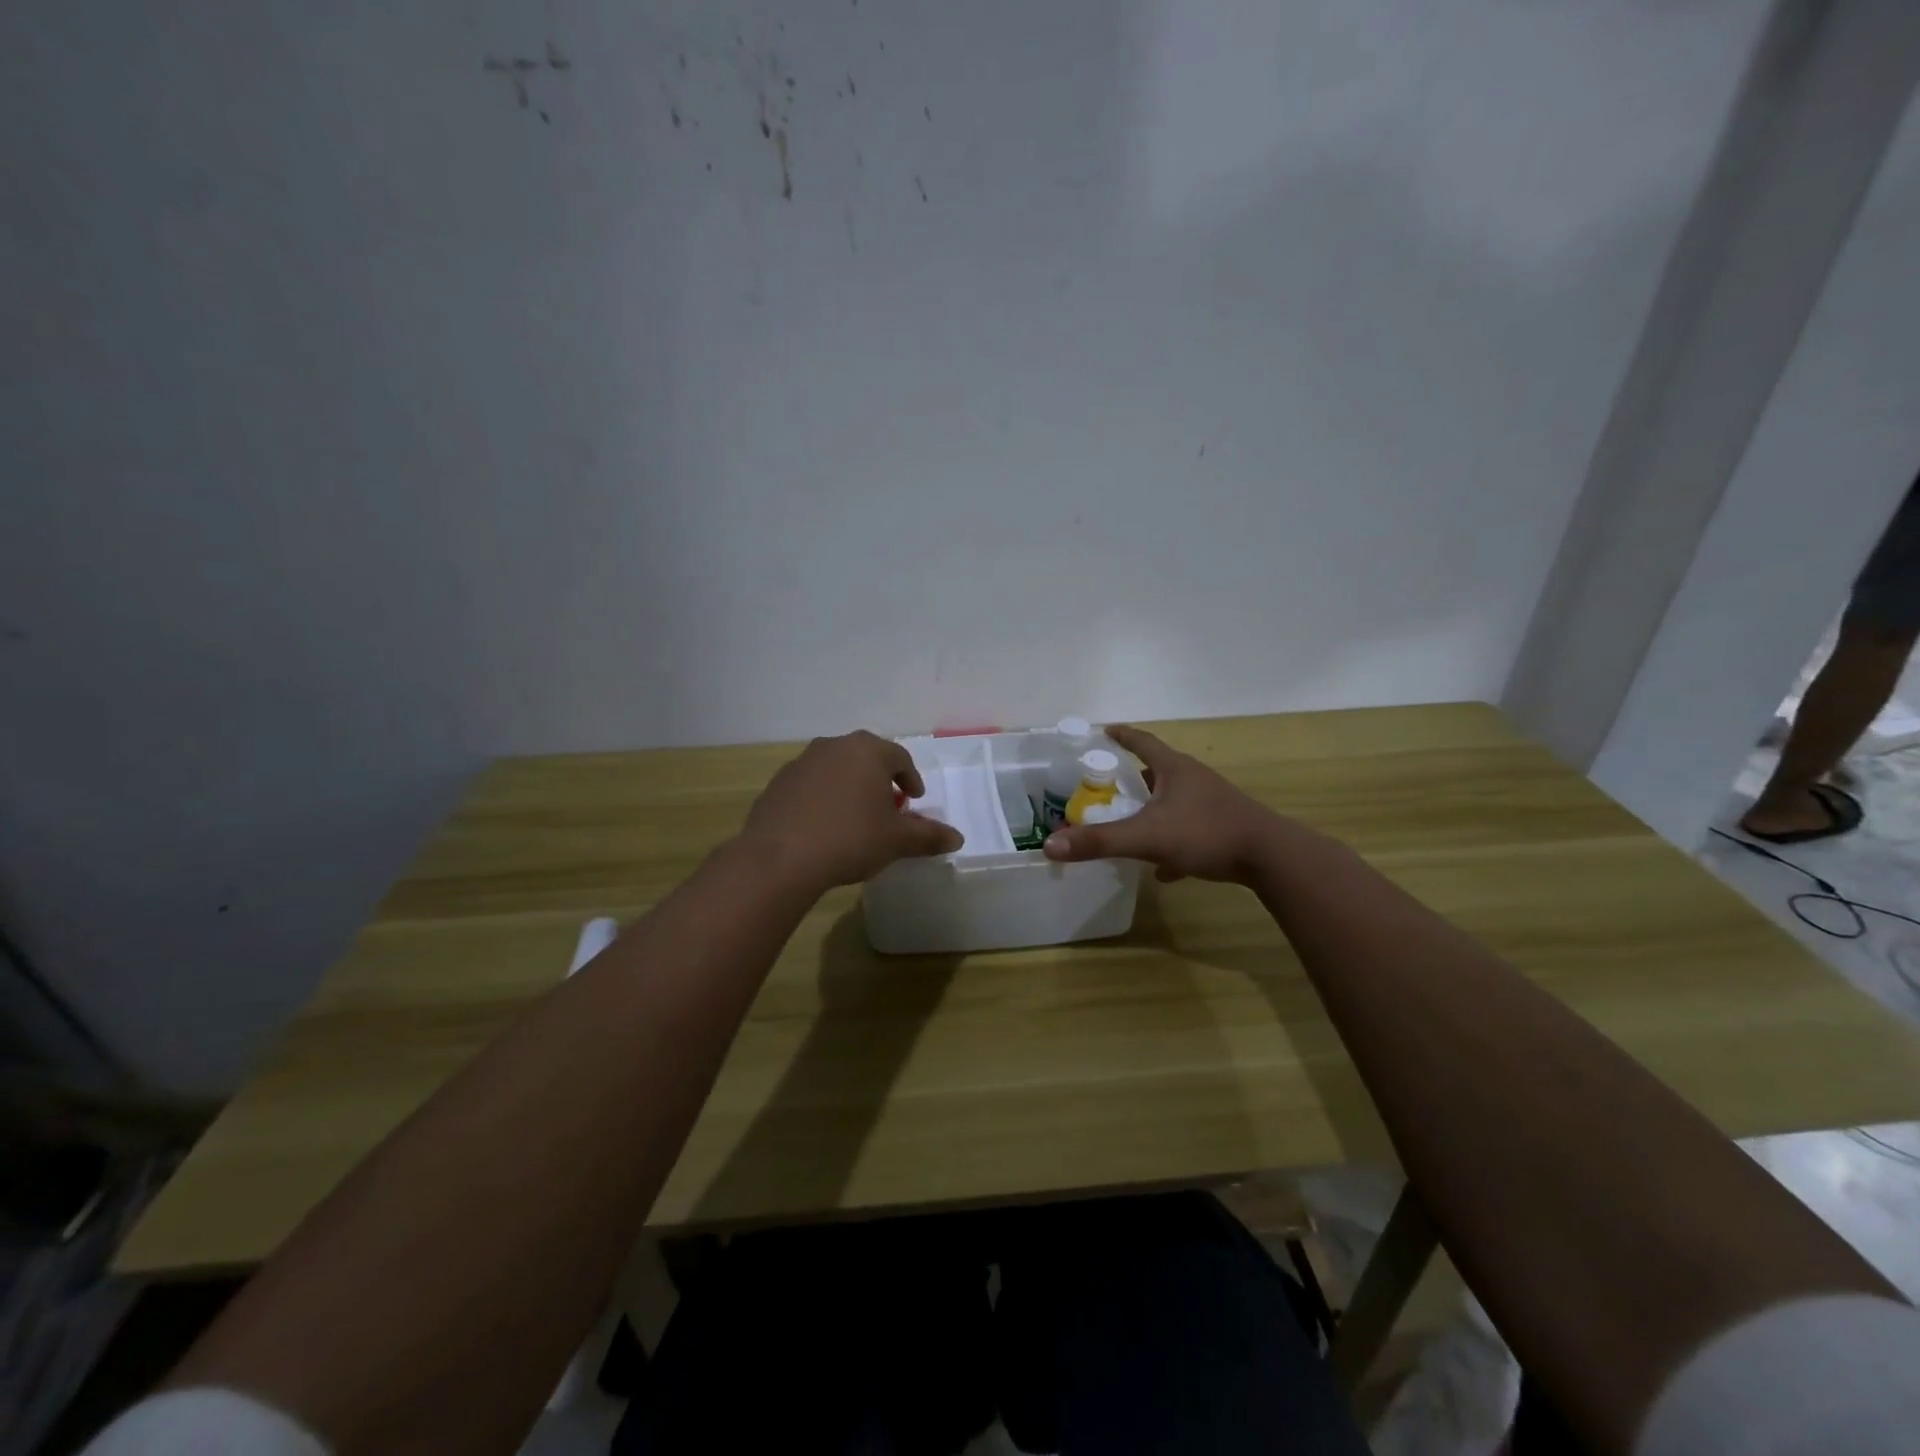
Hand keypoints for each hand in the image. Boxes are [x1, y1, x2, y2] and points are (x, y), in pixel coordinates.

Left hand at [742, 730, 963, 890]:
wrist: (780, 858)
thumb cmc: (850, 839)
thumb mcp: (896, 840)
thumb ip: (928, 836)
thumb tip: (957, 838)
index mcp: (867, 751)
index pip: (899, 757)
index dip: (911, 778)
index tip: (915, 799)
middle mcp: (833, 747)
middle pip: (865, 758)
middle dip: (880, 779)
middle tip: (888, 806)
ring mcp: (801, 763)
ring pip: (835, 769)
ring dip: (849, 787)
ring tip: (855, 817)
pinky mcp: (777, 784)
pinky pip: (810, 786)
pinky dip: (822, 799)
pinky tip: (823, 826)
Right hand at [1042, 724, 1283, 883]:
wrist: (1270, 857)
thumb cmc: (1206, 833)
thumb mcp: (1146, 837)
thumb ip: (1100, 841)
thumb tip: (1050, 845)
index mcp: (1174, 769)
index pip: (1142, 742)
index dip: (1122, 736)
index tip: (1104, 730)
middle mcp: (1193, 779)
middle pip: (1157, 771)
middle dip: (1133, 778)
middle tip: (1108, 787)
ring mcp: (1212, 803)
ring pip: (1173, 802)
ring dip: (1152, 811)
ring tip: (1130, 825)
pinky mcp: (1224, 828)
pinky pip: (1189, 830)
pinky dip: (1172, 843)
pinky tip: (1164, 869)